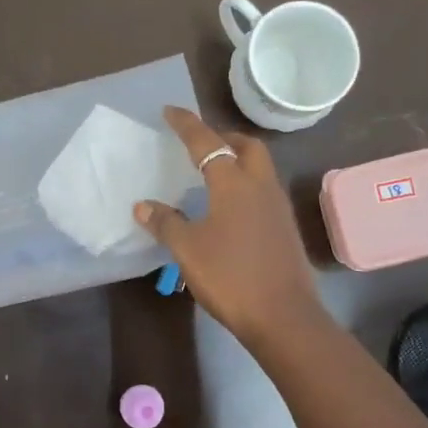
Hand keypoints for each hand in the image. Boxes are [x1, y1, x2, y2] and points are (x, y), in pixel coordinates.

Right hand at [133, 107, 322, 346]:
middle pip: (247, 146)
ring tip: (213, 173)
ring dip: (238, 160)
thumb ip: (165, 223)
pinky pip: (264, 191)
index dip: (187, 124)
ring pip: (260, 168)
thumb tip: (143, 206)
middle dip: (224, 137)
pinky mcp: (285, 228)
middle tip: (201, 144)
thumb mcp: (188, 250)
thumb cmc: (230, 276)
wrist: (283, 315)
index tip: (170, 111)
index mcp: (234, 183)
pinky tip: (229, 208)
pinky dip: (246, 185)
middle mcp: (261, 186)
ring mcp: (278, 207)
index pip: (207, 142)